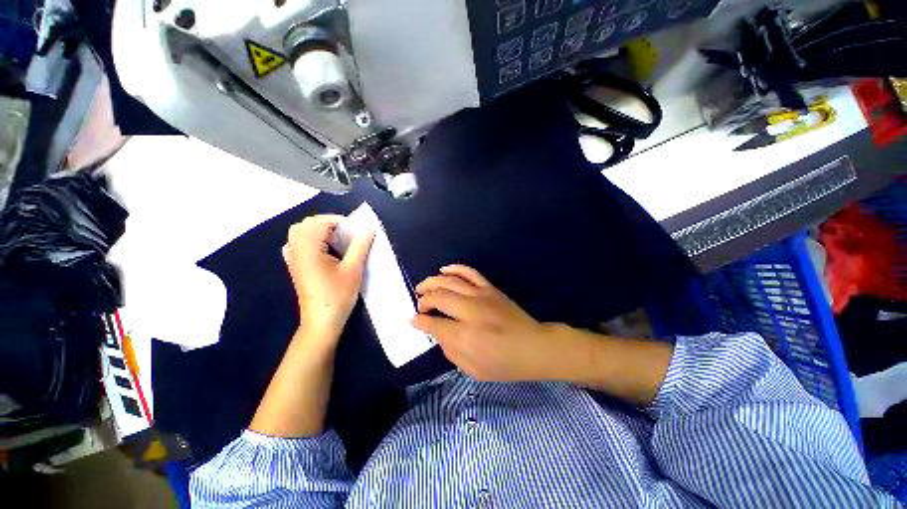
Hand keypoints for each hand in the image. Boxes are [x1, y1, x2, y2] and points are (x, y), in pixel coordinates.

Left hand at [283, 215, 373, 343]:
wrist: (321, 321)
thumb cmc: (338, 295)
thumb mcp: (353, 269)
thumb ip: (360, 246)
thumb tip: (369, 229)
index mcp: (309, 249)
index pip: (320, 222)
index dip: (339, 220)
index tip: (356, 228)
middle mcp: (296, 250)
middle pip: (306, 224)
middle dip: (327, 223)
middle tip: (347, 232)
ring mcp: (293, 259)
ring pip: (299, 232)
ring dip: (317, 230)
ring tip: (336, 239)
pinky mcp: (294, 267)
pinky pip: (296, 244)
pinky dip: (308, 239)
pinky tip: (322, 248)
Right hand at [411, 265, 563, 381]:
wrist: (534, 346)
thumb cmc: (504, 364)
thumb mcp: (473, 370)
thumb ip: (450, 351)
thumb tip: (436, 333)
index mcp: (465, 336)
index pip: (434, 323)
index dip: (420, 321)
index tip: (413, 319)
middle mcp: (470, 312)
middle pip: (439, 297)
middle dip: (424, 299)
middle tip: (419, 304)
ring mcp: (481, 296)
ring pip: (450, 281)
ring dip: (432, 281)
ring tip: (422, 287)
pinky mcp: (490, 288)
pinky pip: (469, 272)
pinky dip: (454, 268)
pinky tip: (443, 270)